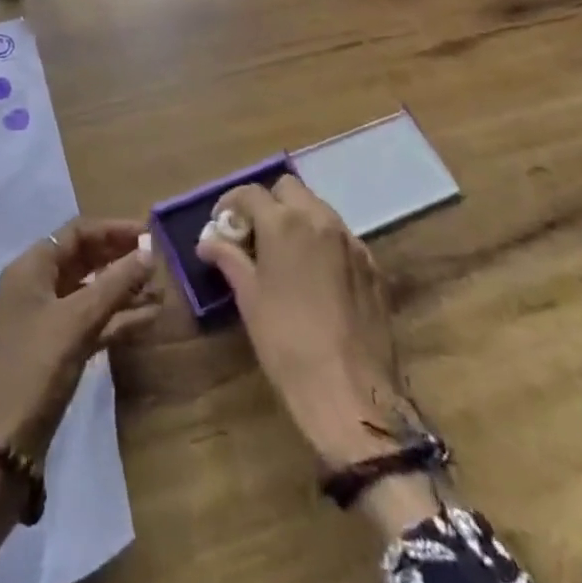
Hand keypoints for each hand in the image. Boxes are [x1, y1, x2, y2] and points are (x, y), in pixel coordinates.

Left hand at [0, 219, 158, 564]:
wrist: (0, 448)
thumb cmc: (35, 368)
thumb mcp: (77, 321)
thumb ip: (115, 284)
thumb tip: (150, 251)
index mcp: (30, 268)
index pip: (76, 232)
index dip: (113, 229)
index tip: (150, 234)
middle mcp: (34, 287)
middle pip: (83, 259)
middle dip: (120, 258)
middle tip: (159, 263)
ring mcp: (43, 320)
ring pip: (88, 292)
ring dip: (122, 290)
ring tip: (161, 291)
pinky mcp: (54, 351)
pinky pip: (89, 322)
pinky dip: (116, 318)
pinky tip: (148, 320)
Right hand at [197, 177, 438, 537]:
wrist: (351, 393)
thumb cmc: (287, 343)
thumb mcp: (249, 299)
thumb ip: (229, 259)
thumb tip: (207, 242)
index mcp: (285, 223)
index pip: (250, 193)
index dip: (231, 203)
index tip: (221, 224)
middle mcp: (320, 220)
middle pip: (289, 188)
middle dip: (268, 203)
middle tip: (254, 234)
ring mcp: (352, 242)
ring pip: (318, 209)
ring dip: (297, 219)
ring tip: (284, 254)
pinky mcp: (373, 266)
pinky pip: (341, 237)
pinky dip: (323, 242)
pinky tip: (315, 276)